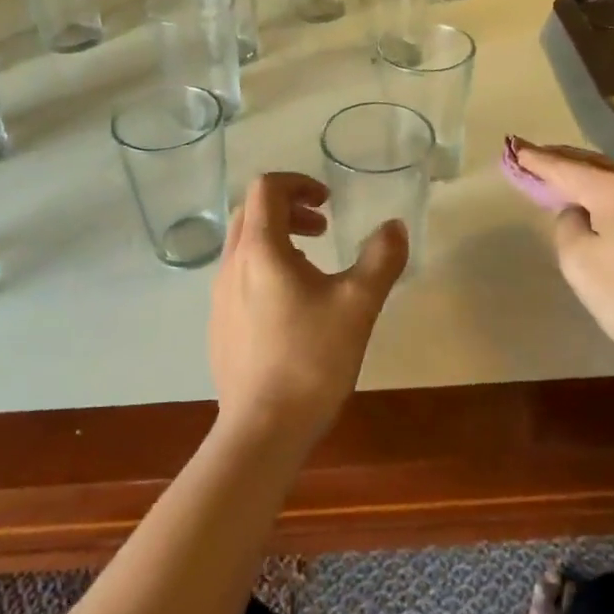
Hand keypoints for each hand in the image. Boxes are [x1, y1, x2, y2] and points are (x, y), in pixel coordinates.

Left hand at [209, 173, 408, 449]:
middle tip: (323, 228)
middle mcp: (231, 265)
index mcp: (260, 249)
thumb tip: (394, 226)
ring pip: (244, 246)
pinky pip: (239, 276)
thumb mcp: (358, 304)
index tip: (327, 203)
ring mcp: (219, 297)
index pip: (266, 188)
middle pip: (252, 212)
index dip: (298, 182)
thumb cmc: (310, 360)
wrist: (261, 430)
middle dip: (288, 209)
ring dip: (277, 239)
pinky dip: (265, 268)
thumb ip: (381, 258)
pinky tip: (293, 307)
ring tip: (313, 266)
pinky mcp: (220, 325)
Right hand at [514, 141, 613, 368]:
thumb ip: (568, 228)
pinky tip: (597, 200)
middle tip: (532, 156)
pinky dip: (605, 190)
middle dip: (560, 159)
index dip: (535, 159)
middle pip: (592, 164)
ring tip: (560, 174)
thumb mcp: (581, 265)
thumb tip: (579, 215)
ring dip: (584, 174)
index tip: (513, 146)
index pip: (563, 167)